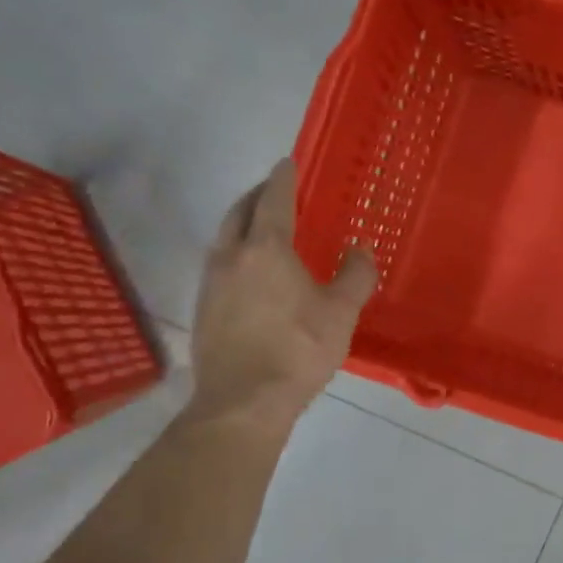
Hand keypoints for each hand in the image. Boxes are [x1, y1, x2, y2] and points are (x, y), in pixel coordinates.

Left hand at [187, 159, 376, 430]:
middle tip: (275, 190)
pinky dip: (236, 251)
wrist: (244, 400)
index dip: (283, 179)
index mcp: (267, 249)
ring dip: (243, 222)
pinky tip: (250, 271)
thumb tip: (359, 249)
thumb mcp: (341, 312)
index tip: (287, 162)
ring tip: (263, 227)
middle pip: (240, 212)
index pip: (274, 200)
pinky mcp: (203, 308)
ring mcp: (211, 282)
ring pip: (225, 237)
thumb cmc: (299, 349)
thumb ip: (355, 274)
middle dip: (257, 195)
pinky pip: (219, 263)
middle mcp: (232, 256)